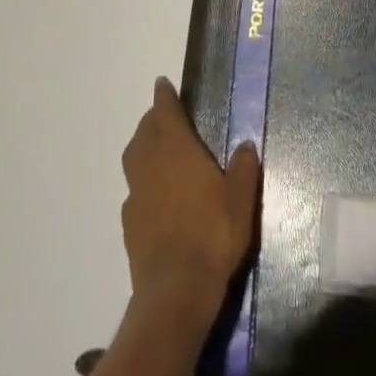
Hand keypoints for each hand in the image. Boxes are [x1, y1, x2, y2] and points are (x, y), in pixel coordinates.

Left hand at [120, 78, 259, 317]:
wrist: (176, 291)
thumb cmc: (213, 235)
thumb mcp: (240, 201)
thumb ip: (243, 169)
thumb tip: (246, 145)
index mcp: (177, 151)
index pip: (165, 113)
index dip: (164, 97)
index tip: (162, 84)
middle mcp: (151, 165)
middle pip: (145, 132)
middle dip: (153, 120)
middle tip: (164, 117)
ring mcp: (136, 194)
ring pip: (133, 158)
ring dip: (142, 146)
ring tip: (156, 148)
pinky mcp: (129, 223)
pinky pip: (133, 189)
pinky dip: (141, 181)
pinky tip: (154, 194)